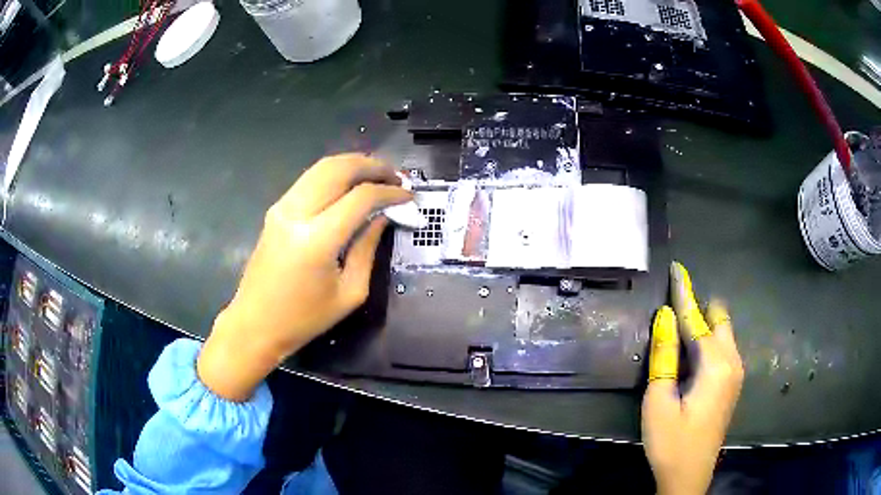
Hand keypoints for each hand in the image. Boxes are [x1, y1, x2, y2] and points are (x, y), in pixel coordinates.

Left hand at [197, 154, 411, 400]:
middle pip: (339, 168)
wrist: (255, 324)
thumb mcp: (349, 292)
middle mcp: (296, 213)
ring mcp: (282, 207)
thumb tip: (383, 216)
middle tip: (396, 176)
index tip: (409, 195)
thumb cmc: (304, 319)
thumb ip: (368, 248)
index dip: (390, 191)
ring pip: (322, 167)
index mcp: (317, 240)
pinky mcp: (276, 210)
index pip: (361, 197)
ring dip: (353, 165)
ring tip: (378, 176)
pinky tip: (350, 185)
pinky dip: (335, 174)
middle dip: (373, 166)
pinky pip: (310, 179)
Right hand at [642, 262, 743, 494]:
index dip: (684, 293)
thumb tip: (665, 316)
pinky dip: (709, 340)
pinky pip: (724, 348)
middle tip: (673, 311)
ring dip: (704, 325)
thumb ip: (664, 355)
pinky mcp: (733, 383)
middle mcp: (733, 361)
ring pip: (723, 333)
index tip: (677, 268)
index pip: (697, 319)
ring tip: (679, 332)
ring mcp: (736, 372)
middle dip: (699, 308)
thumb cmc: (671, 441)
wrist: (690, 475)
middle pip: (719, 318)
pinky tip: (692, 355)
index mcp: (716, 364)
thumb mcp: (658, 401)